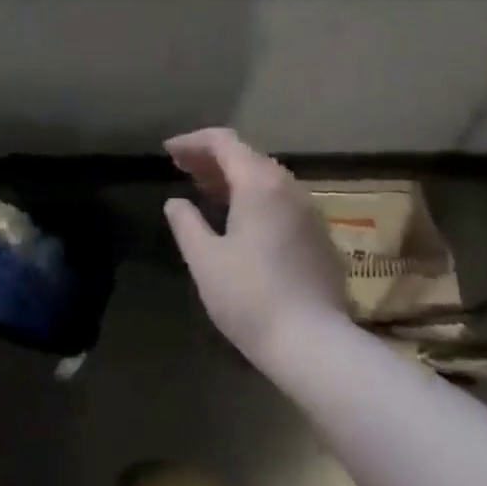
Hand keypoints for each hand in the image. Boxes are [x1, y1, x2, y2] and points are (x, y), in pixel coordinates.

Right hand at [162, 128, 348, 362]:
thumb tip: (176, 203)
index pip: (223, 142)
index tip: (168, 151)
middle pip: (247, 156)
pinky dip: (254, 196)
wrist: (314, 343)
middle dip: (212, 158)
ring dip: (233, 177)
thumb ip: (186, 223)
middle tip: (182, 169)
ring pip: (266, 178)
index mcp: (259, 184)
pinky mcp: (319, 235)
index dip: (193, 142)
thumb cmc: (249, 297)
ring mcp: (308, 211)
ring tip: (205, 190)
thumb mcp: (204, 259)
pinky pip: (281, 199)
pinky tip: (239, 218)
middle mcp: (288, 187)